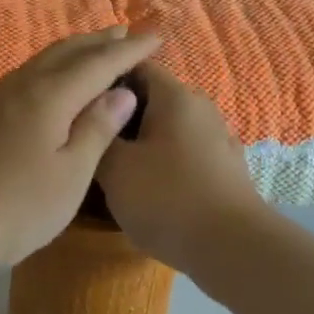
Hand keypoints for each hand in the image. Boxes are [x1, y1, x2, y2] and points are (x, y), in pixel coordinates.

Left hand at [0, 26, 161, 272]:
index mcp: (50, 97)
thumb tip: (120, 92)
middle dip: (98, 42)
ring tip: (90, 52)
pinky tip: (45, 88)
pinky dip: (47, 72)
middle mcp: (20, 87)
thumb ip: (96, 131)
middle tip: (124, 33)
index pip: (99, 63)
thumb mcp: (68, 176)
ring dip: (70, 53)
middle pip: (65, 52)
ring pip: (39, 63)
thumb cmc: (11, 207)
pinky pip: (22, 79)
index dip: (130, 49)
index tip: (156, 36)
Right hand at [94, 61, 270, 268]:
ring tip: (112, 167)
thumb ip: (98, 136)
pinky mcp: (225, 168)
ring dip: (140, 141)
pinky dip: (162, 162)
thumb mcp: (115, 168)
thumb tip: (92, 119)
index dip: (104, 79)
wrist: (233, 248)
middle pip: (152, 98)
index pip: (135, 65)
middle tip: (89, 139)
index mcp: (175, 96)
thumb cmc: (168, 198)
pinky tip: (146, 188)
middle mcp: (201, 108)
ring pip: (168, 128)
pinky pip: (184, 153)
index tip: (79, 102)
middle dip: (119, 115)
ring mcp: (218, 139)